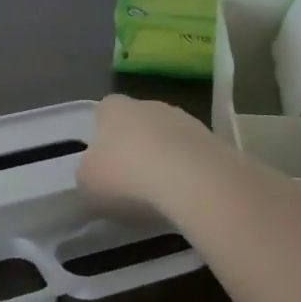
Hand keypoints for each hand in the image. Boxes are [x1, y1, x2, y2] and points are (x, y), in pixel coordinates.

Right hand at [77, 95, 230, 219]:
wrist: (192, 180)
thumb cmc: (126, 176)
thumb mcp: (87, 185)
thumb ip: (87, 177)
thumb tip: (93, 178)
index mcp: (113, 108)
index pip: (103, 113)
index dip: (102, 138)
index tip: (103, 166)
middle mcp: (148, 104)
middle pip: (137, 124)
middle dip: (135, 149)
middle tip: (131, 184)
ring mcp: (184, 119)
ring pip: (168, 139)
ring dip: (165, 160)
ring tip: (162, 197)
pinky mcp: (213, 140)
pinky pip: (193, 157)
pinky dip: (189, 174)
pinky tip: (186, 197)